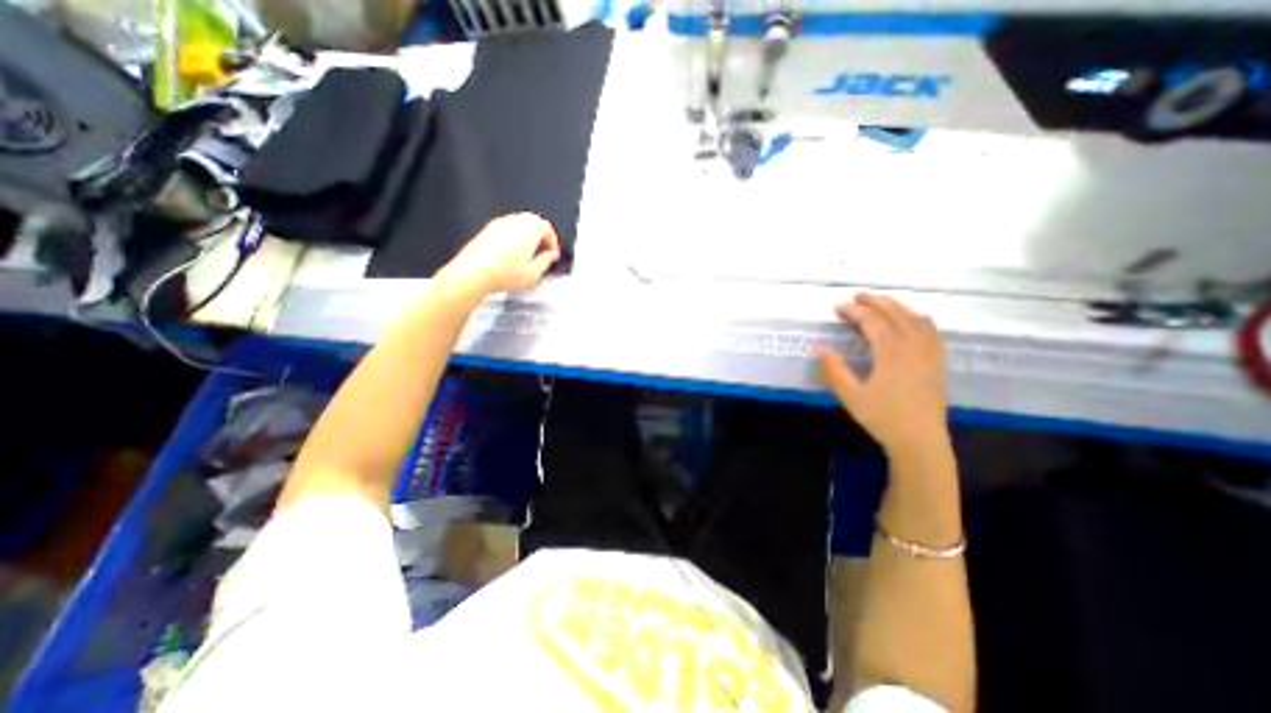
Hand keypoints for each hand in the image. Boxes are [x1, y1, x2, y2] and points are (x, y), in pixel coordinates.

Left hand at [441, 215, 557, 298]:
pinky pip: (505, 231)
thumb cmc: (503, 273)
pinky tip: (511, 258)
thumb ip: (547, 261)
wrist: (474, 273)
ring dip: (526, 238)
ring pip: (518, 226)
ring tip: (527, 257)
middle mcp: (514, 221)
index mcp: (530, 228)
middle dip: (540, 238)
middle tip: (542, 254)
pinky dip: (512, 240)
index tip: (552, 255)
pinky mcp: (486, 231)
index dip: (553, 242)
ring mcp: (498, 224)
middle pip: (533, 223)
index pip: (547, 228)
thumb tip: (550, 256)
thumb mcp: (534, 272)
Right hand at [819, 293, 946, 455]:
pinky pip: (931, 331)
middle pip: (896, 314)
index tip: (837, 307)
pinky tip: (913, 319)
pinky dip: (918, 318)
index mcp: (892, 353)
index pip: (872, 322)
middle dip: (875, 302)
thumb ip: (834, 369)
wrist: (920, 440)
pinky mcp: (937, 362)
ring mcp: (930, 353)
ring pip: (915, 319)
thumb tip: (820, 347)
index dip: (854, 311)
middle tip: (856, 296)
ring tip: (880, 303)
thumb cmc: (882, 417)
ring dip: (896, 306)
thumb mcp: (850, 395)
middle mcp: (913, 346)